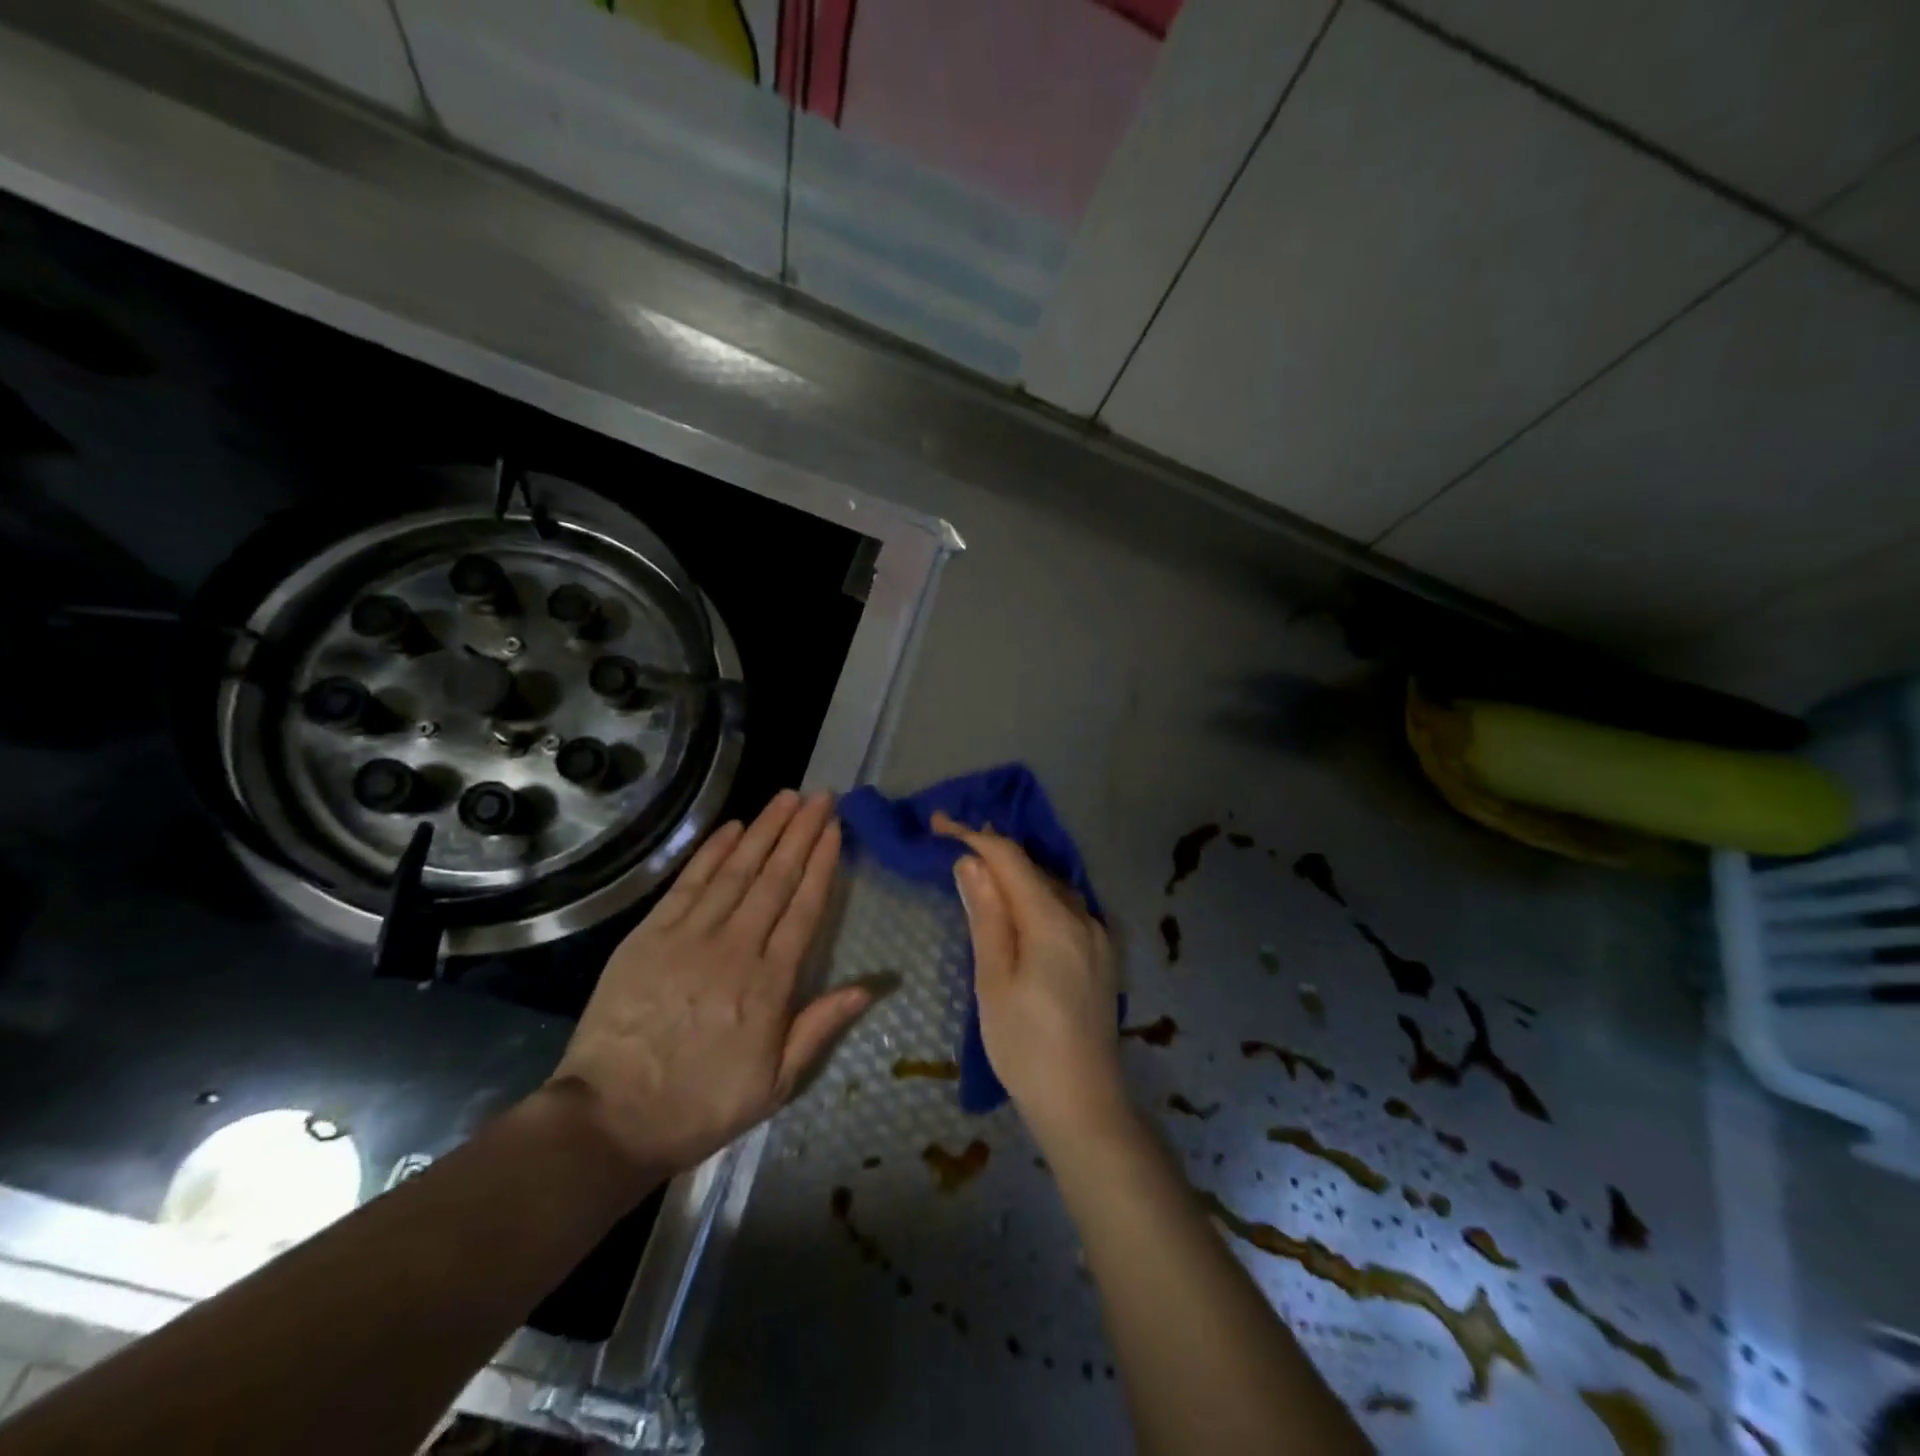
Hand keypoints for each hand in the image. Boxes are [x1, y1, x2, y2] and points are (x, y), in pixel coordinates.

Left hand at [548, 791, 871, 1185]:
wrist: (610, 1117)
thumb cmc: (701, 1104)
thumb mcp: (776, 1083)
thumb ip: (820, 1027)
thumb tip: (870, 986)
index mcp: (769, 984)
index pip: (804, 908)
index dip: (822, 864)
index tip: (835, 829)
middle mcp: (735, 947)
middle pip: (775, 878)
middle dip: (800, 832)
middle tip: (820, 796)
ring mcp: (689, 936)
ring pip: (736, 870)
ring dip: (764, 830)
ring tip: (786, 797)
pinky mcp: (650, 935)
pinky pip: (688, 883)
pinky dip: (712, 851)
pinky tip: (733, 828)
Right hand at [934, 813, 1127, 1145]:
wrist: (1085, 1104)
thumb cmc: (1026, 1046)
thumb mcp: (994, 980)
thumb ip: (986, 916)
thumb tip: (971, 862)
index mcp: (1053, 919)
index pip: (1010, 859)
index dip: (974, 835)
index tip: (938, 824)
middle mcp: (1083, 916)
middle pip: (1034, 868)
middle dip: (994, 850)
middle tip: (952, 840)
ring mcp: (1099, 936)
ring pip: (1053, 886)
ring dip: (1018, 872)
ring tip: (981, 868)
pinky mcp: (1103, 956)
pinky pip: (1067, 908)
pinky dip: (1038, 896)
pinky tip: (1021, 906)